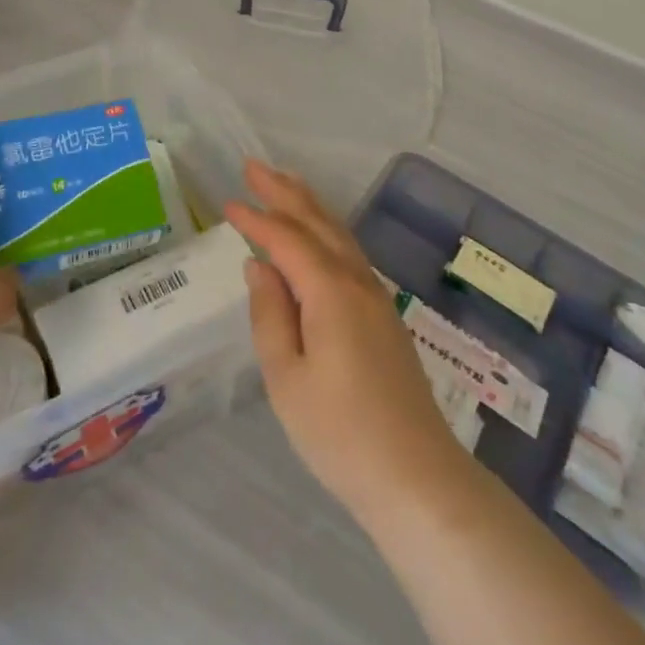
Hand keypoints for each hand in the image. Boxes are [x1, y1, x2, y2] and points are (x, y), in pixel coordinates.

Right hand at [224, 160, 469, 520]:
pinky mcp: (384, 315)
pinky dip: (327, 231)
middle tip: (254, 167)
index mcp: (330, 291)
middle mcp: (357, 281)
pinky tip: (318, 236)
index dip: (256, 219)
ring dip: (309, 205)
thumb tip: (259, 266)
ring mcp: (376, 296)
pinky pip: (349, 253)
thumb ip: (270, 315)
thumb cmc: (340, 432)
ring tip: (285, 184)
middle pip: (318, 222)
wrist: (416, 477)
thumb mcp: (287, 379)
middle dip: (285, 192)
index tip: (228, 202)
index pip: (287, 239)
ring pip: (338, 234)